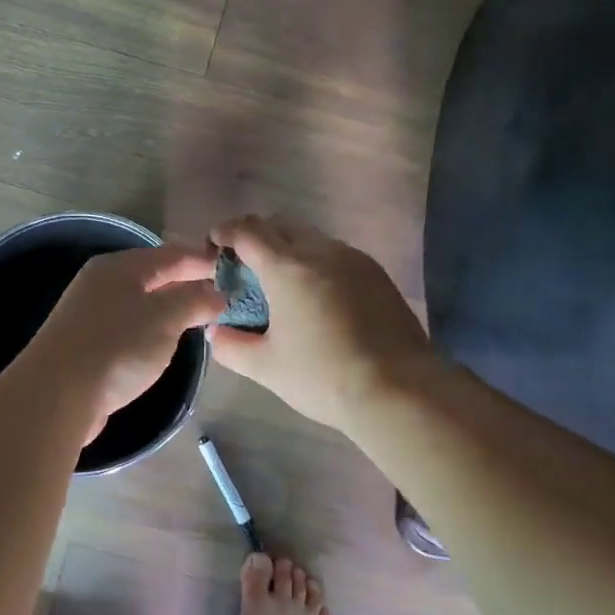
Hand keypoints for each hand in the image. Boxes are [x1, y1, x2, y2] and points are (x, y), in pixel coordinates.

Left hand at [20, 242, 229, 437]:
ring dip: (170, 307)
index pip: (171, 254)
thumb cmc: (117, 347)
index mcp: (120, 266)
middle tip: (222, 296)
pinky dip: (151, 328)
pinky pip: (129, 325)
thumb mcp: (165, 318)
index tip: (234, 270)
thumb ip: (194, 300)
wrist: (57, 394)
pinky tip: (163, 342)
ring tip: (199, 318)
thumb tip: (218, 294)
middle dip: (187, 283)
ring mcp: (90, 313)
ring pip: (141, 301)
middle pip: (154, 276)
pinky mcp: (86, 342)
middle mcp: (102, 282)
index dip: (203, 260)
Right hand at [207, 216, 435, 433]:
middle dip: (257, 237)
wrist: (400, 389)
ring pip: (312, 239)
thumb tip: (216, 332)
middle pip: (281, 225)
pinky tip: (316, 298)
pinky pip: (337, 256)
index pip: (248, 231)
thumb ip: (231, 346)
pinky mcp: (378, 275)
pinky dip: (317, 265)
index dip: (226, 232)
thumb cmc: (323, 376)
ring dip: (289, 250)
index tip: (214, 244)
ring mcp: (355, 260)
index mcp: (287, 267)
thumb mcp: (266, 367)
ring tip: (281, 284)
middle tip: (244, 266)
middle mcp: (321, 252)